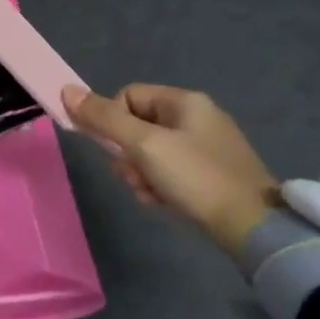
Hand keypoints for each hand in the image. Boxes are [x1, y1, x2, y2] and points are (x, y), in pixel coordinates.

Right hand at [61, 83, 277, 254]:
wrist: (254, 228)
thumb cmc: (196, 177)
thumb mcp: (144, 145)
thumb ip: (104, 118)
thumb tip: (65, 90)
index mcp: (184, 101)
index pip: (127, 96)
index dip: (113, 120)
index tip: (117, 149)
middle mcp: (196, 116)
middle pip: (136, 125)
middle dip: (127, 154)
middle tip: (136, 176)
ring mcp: (205, 147)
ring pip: (149, 152)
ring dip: (140, 174)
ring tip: (151, 193)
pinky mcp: (211, 174)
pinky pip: (168, 171)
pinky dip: (159, 186)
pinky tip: (164, 203)